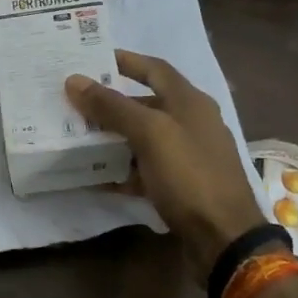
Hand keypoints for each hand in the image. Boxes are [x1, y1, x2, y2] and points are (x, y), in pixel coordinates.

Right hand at [66, 51, 266, 282]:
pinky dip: (120, 171)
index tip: (91, 59)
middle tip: (74, 102)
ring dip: (111, 137)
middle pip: (145, 104)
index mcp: (190, 102)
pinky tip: (95, 176)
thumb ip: (112, 106)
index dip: (125, 61)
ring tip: (76, 137)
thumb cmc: (190, 176)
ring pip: (142, 138)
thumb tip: (74, 80)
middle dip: (110, 103)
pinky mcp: (179, 186)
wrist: (224, 238)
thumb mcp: (150, 134)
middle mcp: (191, 124)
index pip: (155, 68)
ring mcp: (186, 156)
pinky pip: (143, 170)